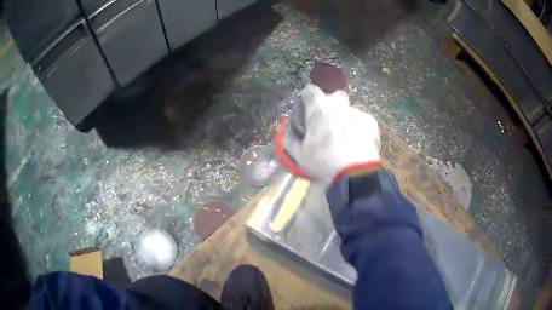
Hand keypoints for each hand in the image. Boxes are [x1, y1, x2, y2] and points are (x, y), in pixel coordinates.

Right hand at [281, 84, 382, 186]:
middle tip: (327, 122)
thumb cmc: (323, 162)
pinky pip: (362, 119)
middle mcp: (339, 105)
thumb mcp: (298, 155)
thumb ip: (290, 139)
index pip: (310, 90)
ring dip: (345, 117)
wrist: (354, 174)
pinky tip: (358, 142)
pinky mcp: (370, 122)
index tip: (307, 109)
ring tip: (345, 136)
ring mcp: (357, 112)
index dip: (307, 97)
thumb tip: (288, 131)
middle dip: (331, 104)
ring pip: (349, 108)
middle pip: (334, 95)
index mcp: (319, 109)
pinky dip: (358, 127)